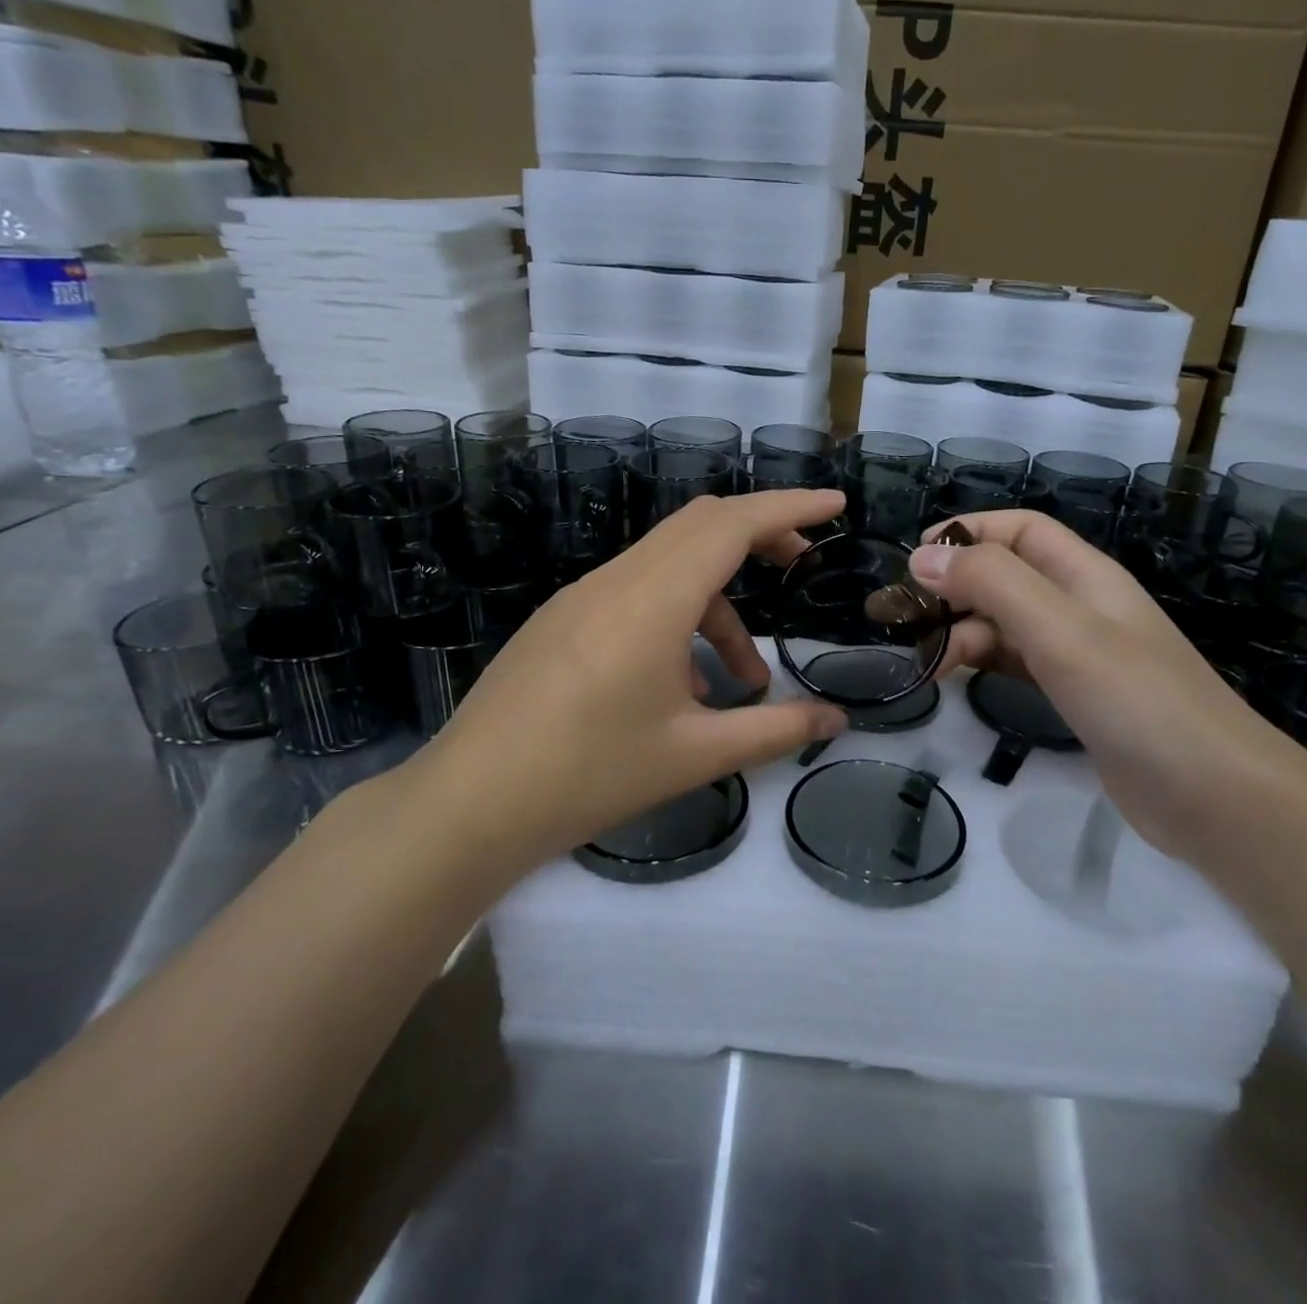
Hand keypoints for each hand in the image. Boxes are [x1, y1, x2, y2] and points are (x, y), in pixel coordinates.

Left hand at [396, 490, 849, 868]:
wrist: (470, 804)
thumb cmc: (590, 775)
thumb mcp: (695, 754)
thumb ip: (774, 730)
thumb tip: (836, 721)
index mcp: (653, 599)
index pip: (732, 524)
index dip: (790, 506)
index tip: (835, 504)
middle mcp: (617, 580)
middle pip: (700, 525)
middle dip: (759, 535)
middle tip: (803, 565)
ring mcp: (582, 596)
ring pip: (668, 564)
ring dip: (718, 604)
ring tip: (744, 678)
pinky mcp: (562, 619)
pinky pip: (635, 593)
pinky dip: (677, 616)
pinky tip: (682, 686)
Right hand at [908, 510, 1297, 859]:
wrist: (1214, 795)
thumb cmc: (1136, 699)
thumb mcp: (1060, 630)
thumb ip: (992, 584)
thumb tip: (923, 556)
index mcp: (1084, 575)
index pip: (1019, 529)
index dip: (967, 532)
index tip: (914, 560)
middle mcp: (1080, 605)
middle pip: (1006, 575)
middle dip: (955, 588)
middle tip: (908, 622)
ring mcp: (1079, 652)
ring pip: (1005, 622)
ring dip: (962, 631)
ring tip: (926, 664)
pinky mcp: (1075, 694)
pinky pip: (1015, 662)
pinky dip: (981, 663)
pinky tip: (955, 681)